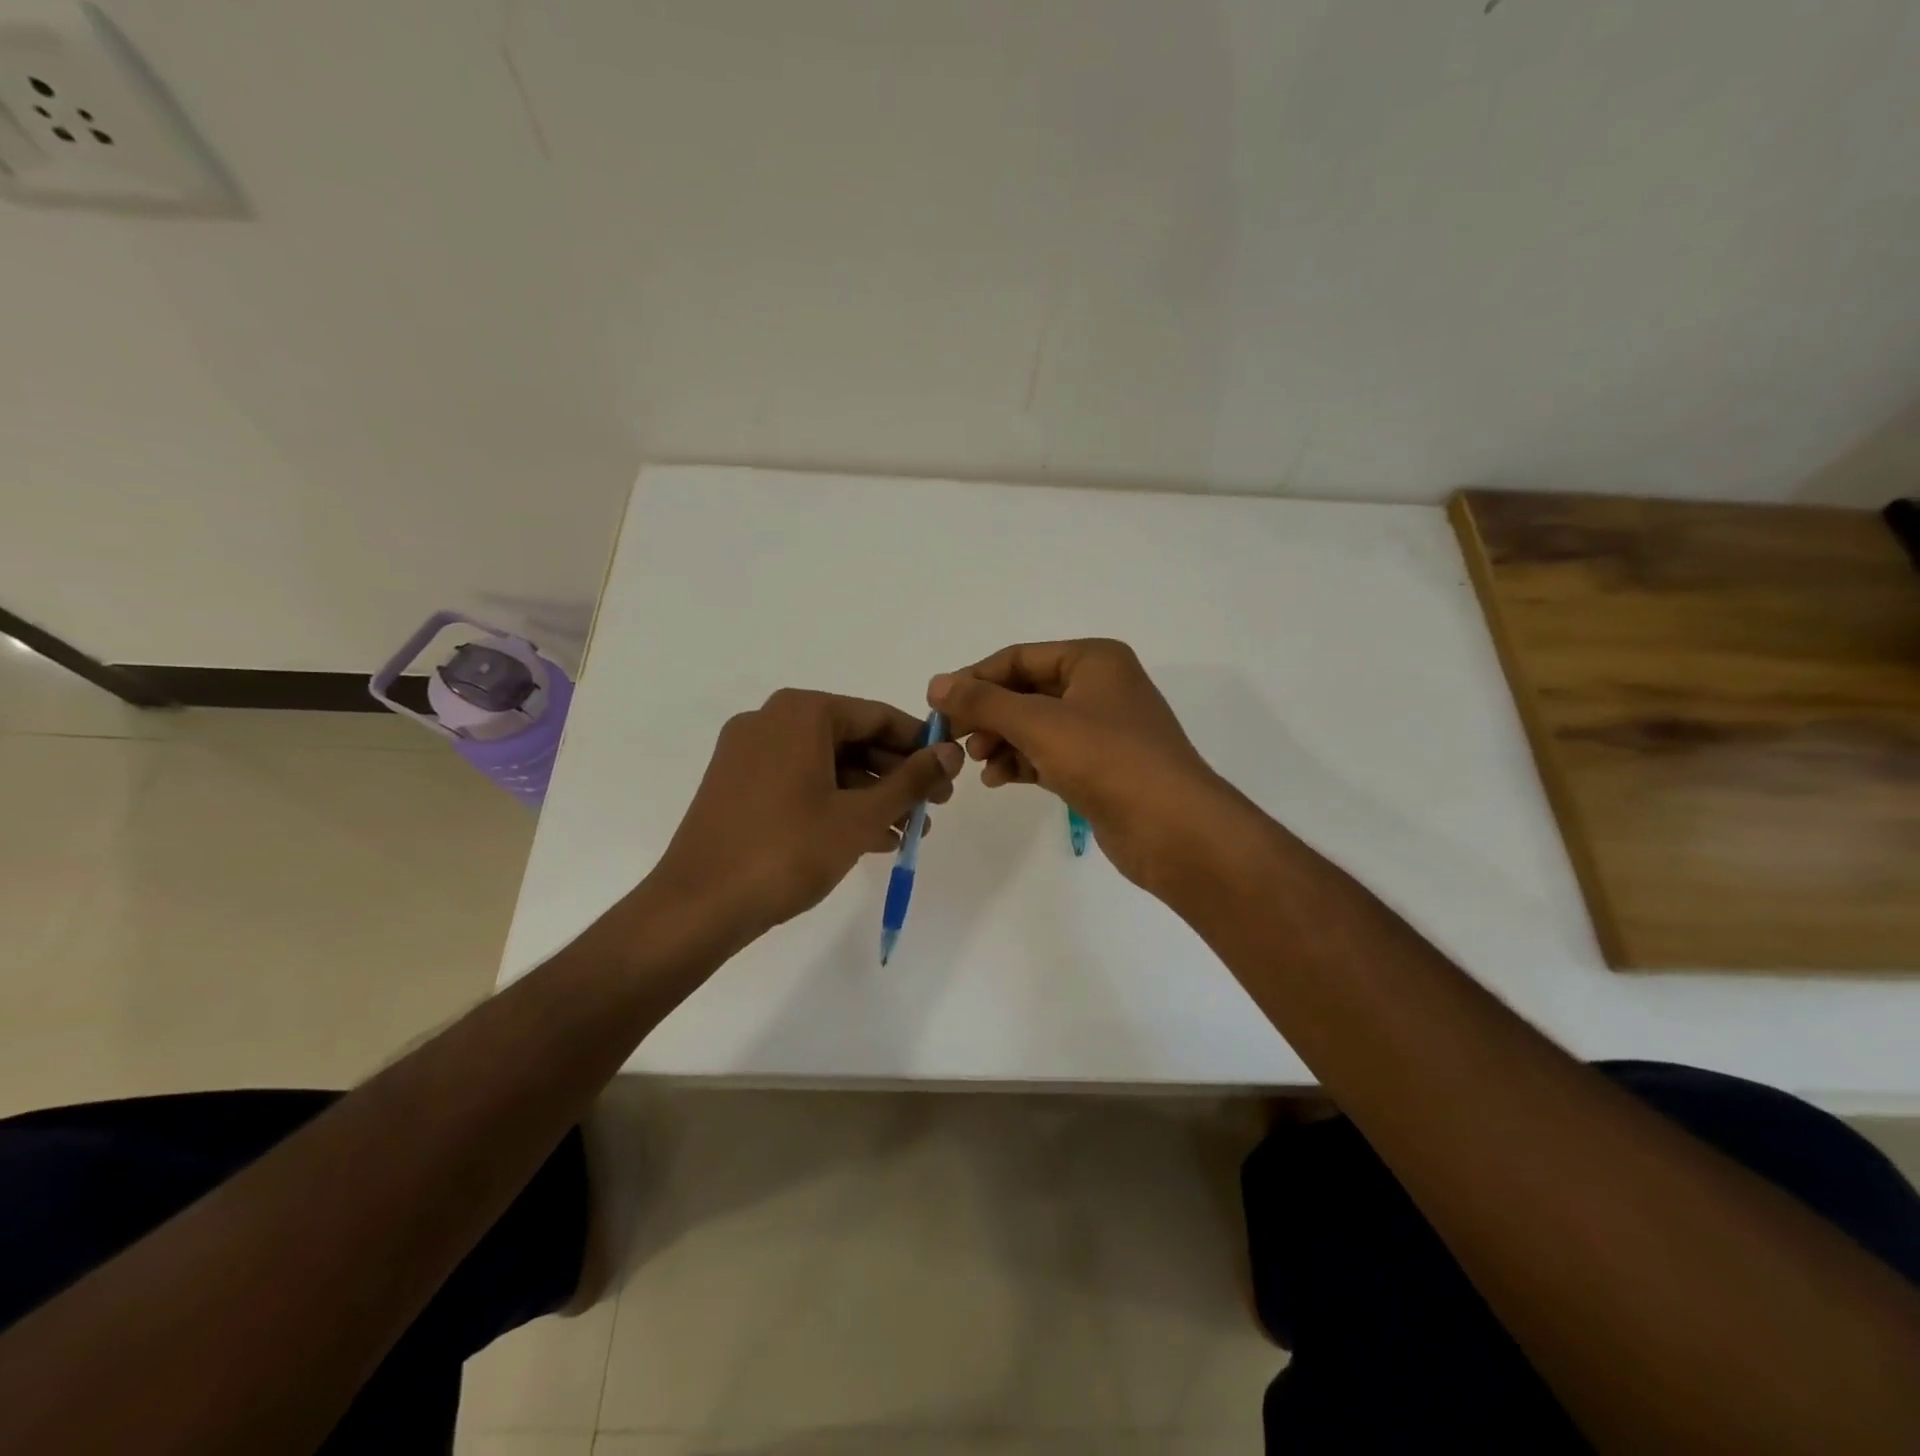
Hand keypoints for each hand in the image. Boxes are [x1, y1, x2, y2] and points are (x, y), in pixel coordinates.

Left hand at [651, 688, 961, 938]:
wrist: (698, 906)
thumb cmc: (787, 851)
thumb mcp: (861, 816)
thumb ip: (912, 780)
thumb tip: (953, 752)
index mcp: (800, 713)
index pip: (877, 716)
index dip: (920, 745)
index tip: (950, 773)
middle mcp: (771, 721)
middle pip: (852, 740)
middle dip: (897, 776)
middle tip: (934, 807)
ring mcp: (749, 754)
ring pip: (828, 765)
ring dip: (871, 796)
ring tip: (909, 832)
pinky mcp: (738, 787)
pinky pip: (801, 783)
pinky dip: (836, 804)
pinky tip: (871, 839)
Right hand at [928, 639, 1231, 892]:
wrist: (1173, 828)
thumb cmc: (1107, 760)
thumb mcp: (1038, 723)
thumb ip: (984, 702)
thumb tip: (937, 684)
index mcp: (1093, 660)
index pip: (1018, 658)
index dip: (975, 679)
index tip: (937, 706)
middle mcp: (1099, 687)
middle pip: (1026, 691)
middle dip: (988, 714)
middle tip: (954, 739)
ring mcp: (1102, 729)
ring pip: (1036, 725)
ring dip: (1002, 741)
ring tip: (977, 763)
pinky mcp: (1100, 767)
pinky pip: (1050, 754)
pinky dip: (1023, 762)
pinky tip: (999, 779)